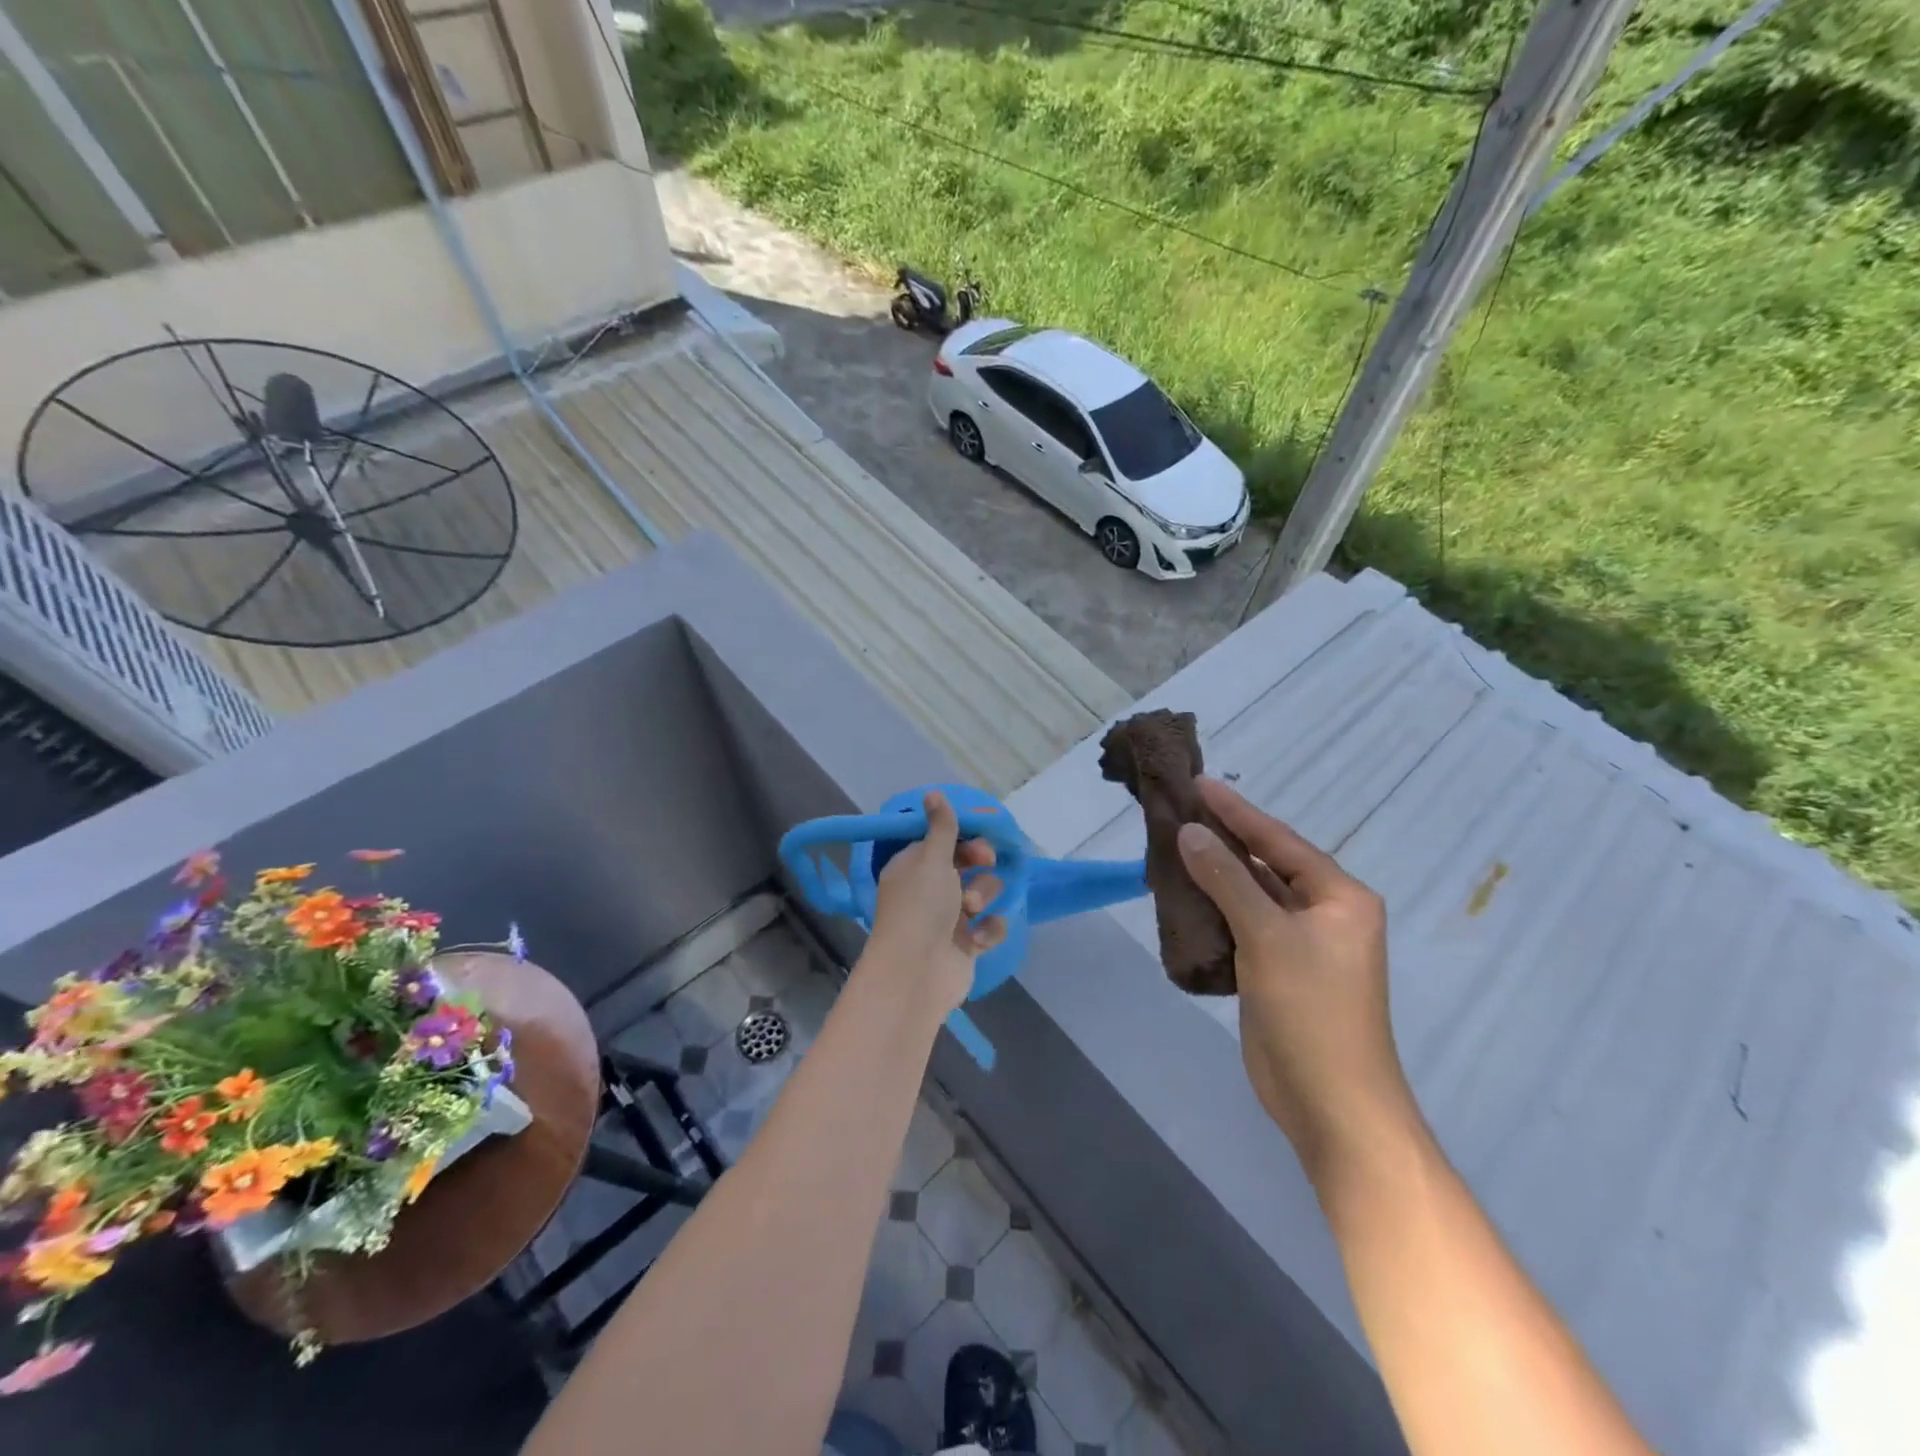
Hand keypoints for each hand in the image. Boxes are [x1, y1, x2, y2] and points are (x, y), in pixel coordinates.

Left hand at [865, 792, 1006, 1016]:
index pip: (943, 843)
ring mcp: (948, 919)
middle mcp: (929, 890)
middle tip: (985, 864)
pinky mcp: (965, 945)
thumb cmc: (921, 906)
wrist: (917, 972)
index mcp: (914, 866)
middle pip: (967, 866)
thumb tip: (932, 792)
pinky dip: (988, 930)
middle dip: (979, 866)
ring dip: (982, 897)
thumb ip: (941, 827)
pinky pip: (989, 927)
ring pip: (981, 894)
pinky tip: (979, 938)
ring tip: (971, 911)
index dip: (964, 839)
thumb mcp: (931, 858)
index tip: (978, 838)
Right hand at [1175, 778, 1415, 1181]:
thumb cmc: (1311, 1011)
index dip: (1237, 811)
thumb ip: (1227, 879)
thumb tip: (1189, 831)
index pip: (1280, 841)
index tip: (1199, 782)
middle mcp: (1324, 914)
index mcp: (1339, 897)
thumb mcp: (1267, 936)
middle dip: (1223, 838)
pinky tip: (1181, 893)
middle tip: (1179, 808)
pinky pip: (1241, 924)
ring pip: (1250, 895)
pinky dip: (1213, 908)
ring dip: (1215, 873)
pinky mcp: (1276, 971)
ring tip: (1172, 843)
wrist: (1330, 1103)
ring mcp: (1300, 945)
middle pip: (1266, 864)